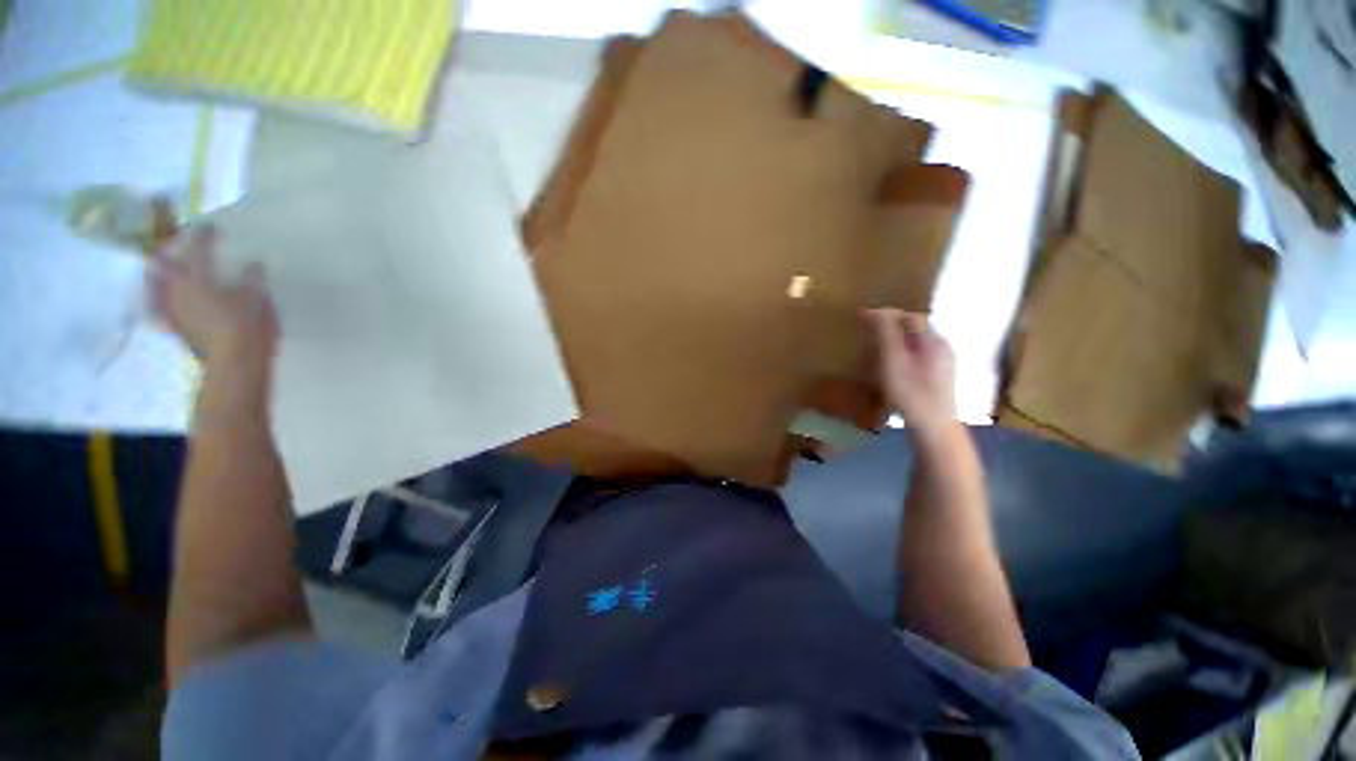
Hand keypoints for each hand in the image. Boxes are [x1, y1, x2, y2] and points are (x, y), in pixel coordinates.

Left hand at [149, 225, 277, 373]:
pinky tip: (178, 296)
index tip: (211, 226)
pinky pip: (166, 302)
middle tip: (180, 244)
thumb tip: (253, 264)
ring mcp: (173, 310)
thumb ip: (252, 279)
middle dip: (172, 252)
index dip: (204, 235)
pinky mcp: (177, 326)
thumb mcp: (257, 299)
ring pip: (162, 283)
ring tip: (176, 268)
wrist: (235, 366)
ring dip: (168, 273)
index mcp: (197, 279)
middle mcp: (177, 290)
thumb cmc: (247, 328)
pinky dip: (170, 294)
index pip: (199, 249)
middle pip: (166, 264)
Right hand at [862, 308, 956, 436]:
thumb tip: (876, 309)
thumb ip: (886, 334)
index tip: (861, 317)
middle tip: (864, 333)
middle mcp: (941, 347)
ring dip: (891, 342)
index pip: (909, 316)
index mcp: (934, 340)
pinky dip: (898, 356)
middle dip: (888, 327)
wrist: (933, 429)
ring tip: (871, 350)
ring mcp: (941, 364)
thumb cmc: (910, 394)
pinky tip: (886, 369)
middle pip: (912, 329)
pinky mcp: (936, 378)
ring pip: (913, 344)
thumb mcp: (893, 361)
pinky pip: (915, 357)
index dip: (884, 314)